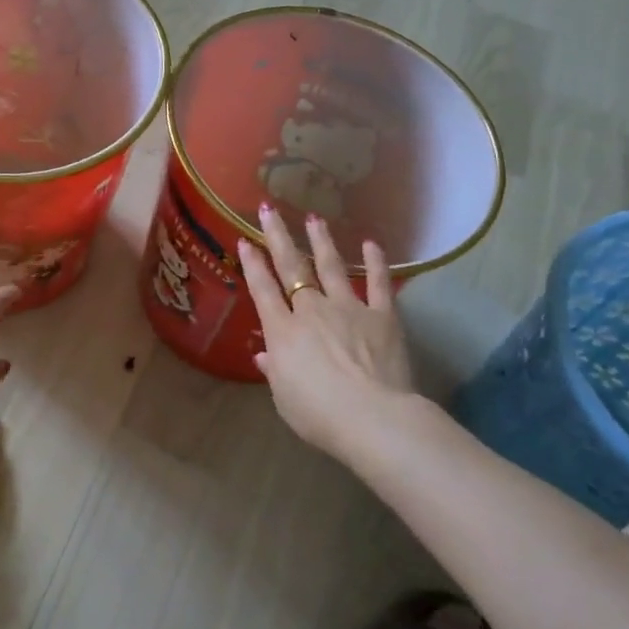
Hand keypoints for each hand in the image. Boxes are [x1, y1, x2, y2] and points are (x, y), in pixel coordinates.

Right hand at [237, 204, 415, 459]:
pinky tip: (372, 243)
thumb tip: (264, 356)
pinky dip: (376, 263)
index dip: (252, 264)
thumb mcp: (285, 397)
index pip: (262, 289)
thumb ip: (274, 371)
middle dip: (278, 237)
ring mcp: (349, 308)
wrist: (372, 418)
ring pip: (331, 267)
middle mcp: (312, 310)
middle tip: (269, 210)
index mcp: (282, 331)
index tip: (245, 241)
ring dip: (321, 241)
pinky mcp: (383, 316)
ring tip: (314, 218)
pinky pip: (379, 284)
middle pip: (291, 267)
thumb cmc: (319, 414)